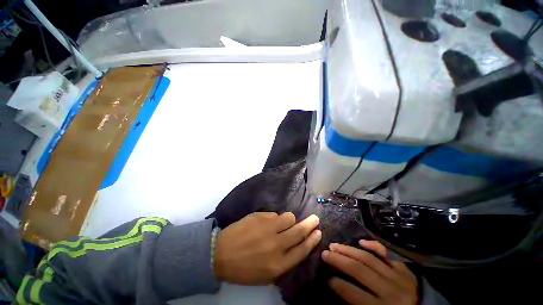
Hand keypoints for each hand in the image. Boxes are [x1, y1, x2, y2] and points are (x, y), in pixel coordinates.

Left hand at [213, 212, 321, 284]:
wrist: (220, 253)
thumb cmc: (243, 269)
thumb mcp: (266, 275)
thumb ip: (283, 260)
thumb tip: (294, 243)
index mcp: (278, 264)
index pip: (302, 250)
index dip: (312, 240)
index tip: (318, 232)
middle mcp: (276, 245)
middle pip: (299, 231)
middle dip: (310, 224)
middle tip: (315, 218)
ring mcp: (267, 228)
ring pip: (288, 217)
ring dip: (289, 219)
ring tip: (284, 222)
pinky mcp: (260, 216)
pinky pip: (274, 214)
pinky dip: (275, 218)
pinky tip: (266, 223)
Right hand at [322, 240, 417, 304]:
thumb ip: (359, 303)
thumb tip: (339, 287)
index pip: (355, 293)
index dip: (338, 285)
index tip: (327, 279)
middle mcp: (390, 290)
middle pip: (359, 270)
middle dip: (339, 260)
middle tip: (325, 253)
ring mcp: (399, 276)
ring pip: (369, 258)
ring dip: (349, 250)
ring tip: (335, 245)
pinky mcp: (405, 269)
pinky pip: (388, 253)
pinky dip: (374, 245)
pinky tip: (361, 240)